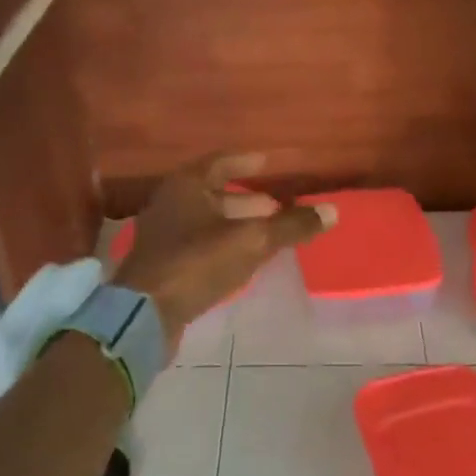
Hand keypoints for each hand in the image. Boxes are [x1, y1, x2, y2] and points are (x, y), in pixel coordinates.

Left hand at [113, 153, 335, 348]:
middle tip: (279, 207)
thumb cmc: (197, 263)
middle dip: (248, 200)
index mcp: (186, 185)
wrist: (144, 314)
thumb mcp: (251, 241)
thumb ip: (290, 226)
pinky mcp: (163, 264)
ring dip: (238, 224)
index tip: (269, 163)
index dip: (246, 162)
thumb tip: (332, 211)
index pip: (220, 162)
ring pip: (207, 221)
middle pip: (214, 193)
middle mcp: (170, 203)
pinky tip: (244, 259)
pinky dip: (224, 245)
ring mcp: (163, 235)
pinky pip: (199, 244)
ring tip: (269, 233)